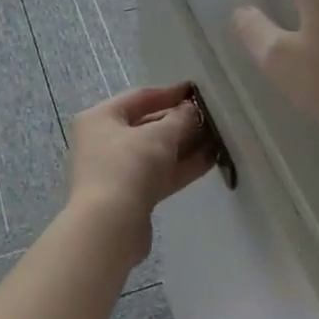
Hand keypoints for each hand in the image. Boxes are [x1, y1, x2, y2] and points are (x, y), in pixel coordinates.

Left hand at [64, 83, 215, 262]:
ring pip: (155, 152)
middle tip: (212, 118)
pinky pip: (159, 174)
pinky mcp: (130, 195)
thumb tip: (192, 109)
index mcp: (100, 118)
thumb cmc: (128, 167)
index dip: (170, 93)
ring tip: (218, 138)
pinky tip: (210, 161)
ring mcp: (115, 170)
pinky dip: (181, 167)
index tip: (197, 91)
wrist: (109, 226)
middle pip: (147, 125)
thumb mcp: (159, 136)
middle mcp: (103, 141)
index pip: (139, 97)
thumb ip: (180, 119)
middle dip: (180, 122)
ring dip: (184, 145)